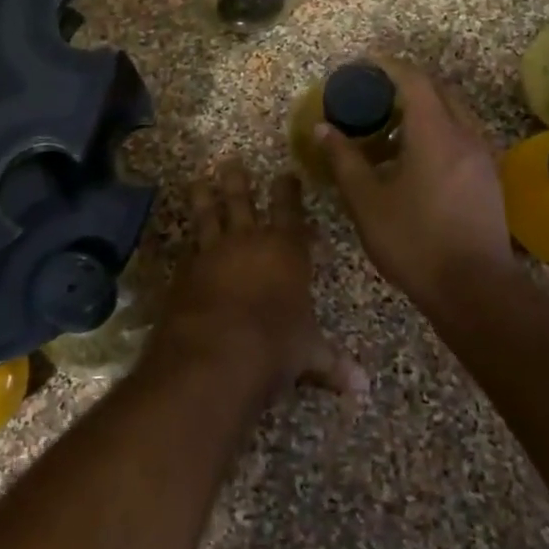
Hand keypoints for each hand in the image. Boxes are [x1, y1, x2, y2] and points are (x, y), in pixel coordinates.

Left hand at [149, 159, 366, 399]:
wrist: (216, 354)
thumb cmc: (275, 346)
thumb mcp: (308, 354)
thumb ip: (331, 363)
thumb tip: (363, 387)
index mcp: (285, 251)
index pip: (289, 211)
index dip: (288, 191)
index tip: (286, 174)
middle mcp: (247, 242)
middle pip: (241, 201)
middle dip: (238, 181)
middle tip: (231, 161)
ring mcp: (211, 253)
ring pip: (207, 215)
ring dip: (204, 197)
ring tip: (198, 180)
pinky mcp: (184, 272)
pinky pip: (187, 248)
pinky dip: (187, 241)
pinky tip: (184, 239)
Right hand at [318, 61, 513, 311]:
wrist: (474, 289)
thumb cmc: (414, 241)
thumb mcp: (367, 202)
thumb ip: (345, 160)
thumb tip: (324, 129)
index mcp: (435, 134)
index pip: (414, 81)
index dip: (389, 65)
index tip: (365, 62)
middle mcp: (465, 135)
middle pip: (439, 91)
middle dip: (407, 84)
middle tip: (375, 93)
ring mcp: (482, 157)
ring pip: (454, 114)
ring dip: (424, 109)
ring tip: (389, 127)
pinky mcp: (488, 178)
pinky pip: (461, 136)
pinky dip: (437, 130)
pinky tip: (413, 158)